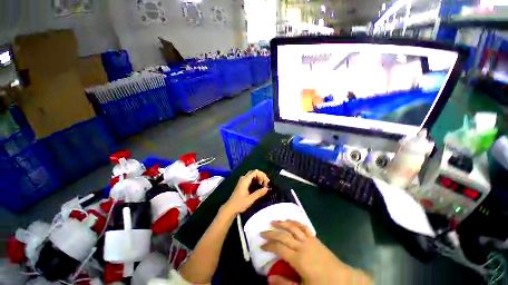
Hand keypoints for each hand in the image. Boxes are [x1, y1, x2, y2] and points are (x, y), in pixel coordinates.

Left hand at [223, 170, 269, 214]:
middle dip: (261, 176)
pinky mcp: (242, 184)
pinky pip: (250, 178)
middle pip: (254, 172)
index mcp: (245, 181)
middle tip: (266, 183)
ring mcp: (242, 181)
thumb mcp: (250, 199)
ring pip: (252, 175)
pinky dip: (255, 180)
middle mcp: (243, 179)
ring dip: (259, 178)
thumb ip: (259, 193)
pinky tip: (258, 186)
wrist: (230, 208)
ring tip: (263, 185)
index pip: (255, 172)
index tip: (266, 182)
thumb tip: (267, 188)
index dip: (262, 175)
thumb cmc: (239, 204)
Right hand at [261, 220, 370, 284]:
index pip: (279, 248)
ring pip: (292, 227)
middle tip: (262, 231)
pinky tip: (289, 220)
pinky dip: (295, 221)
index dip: (268, 245)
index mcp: (298, 259)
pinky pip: (303, 226)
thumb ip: (285, 283)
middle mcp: (302, 246)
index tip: (261, 245)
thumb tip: (269, 277)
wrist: (344, 280)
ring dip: (281, 223)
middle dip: (271, 233)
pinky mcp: (314, 238)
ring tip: (273, 221)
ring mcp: (309, 240)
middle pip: (283, 235)